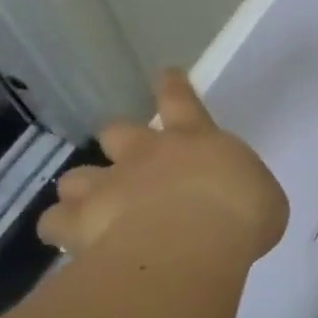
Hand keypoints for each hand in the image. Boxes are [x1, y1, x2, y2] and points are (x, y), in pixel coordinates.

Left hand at [38, 70, 287, 265]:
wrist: (190, 244)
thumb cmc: (242, 215)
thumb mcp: (261, 200)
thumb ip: (240, 193)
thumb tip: (230, 202)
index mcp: (195, 141)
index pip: (182, 101)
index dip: (173, 87)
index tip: (166, 73)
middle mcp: (146, 155)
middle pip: (118, 131)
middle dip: (119, 141)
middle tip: (126, 160)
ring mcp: (107, 186)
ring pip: (77, 176)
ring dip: (84, 188)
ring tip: (91, 207)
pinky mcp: (77, 223)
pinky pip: (55, 221)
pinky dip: (63, 228)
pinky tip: (72, 241)